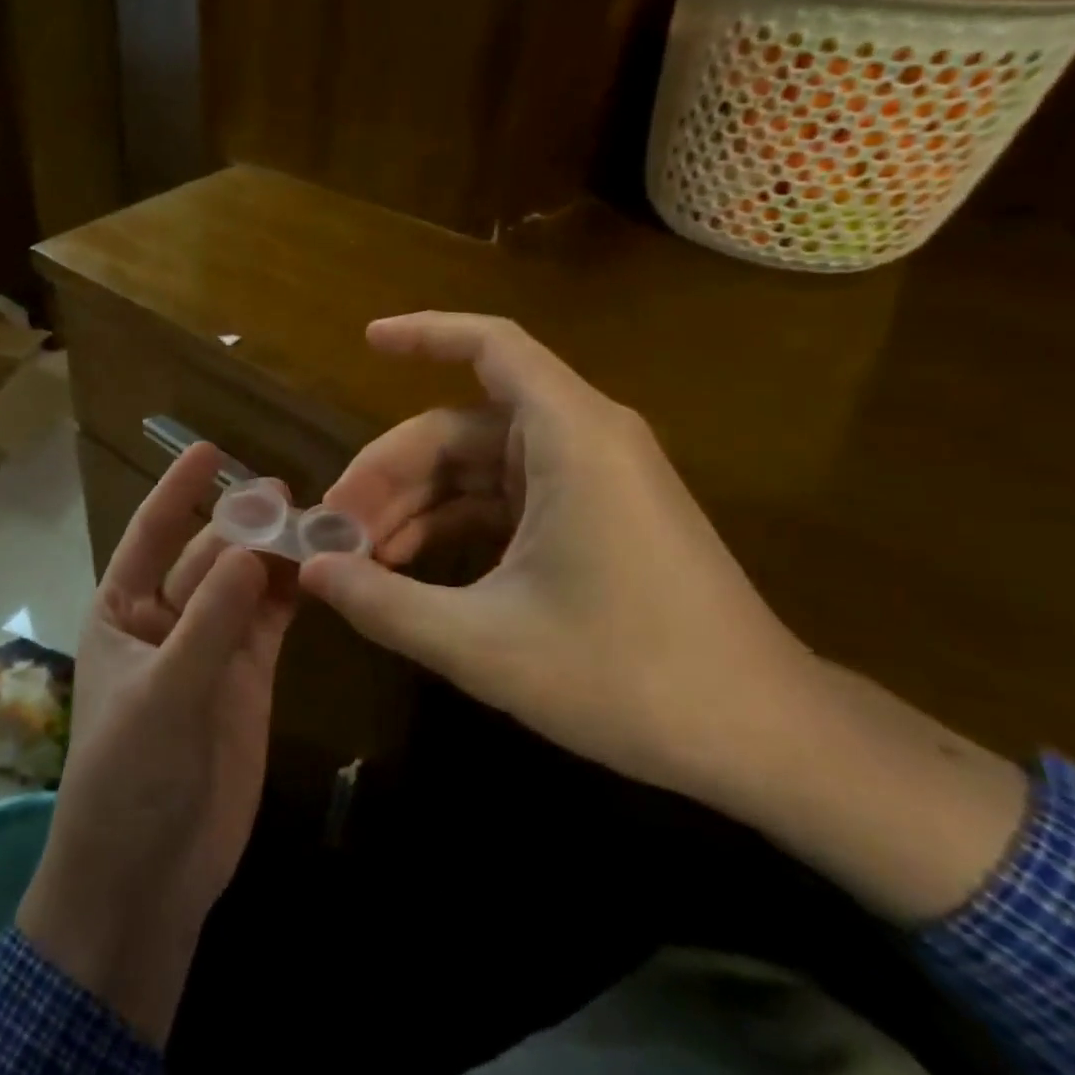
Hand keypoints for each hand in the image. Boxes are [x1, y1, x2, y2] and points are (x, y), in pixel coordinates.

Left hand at [17, 442, 295, 1045]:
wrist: (146, 878)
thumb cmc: (127, 777)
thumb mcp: (162, 694)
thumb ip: (208, 623)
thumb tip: (249, 551)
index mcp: (121, 611)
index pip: (150, 535)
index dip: (177, 491)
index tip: (209, 449)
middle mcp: (165, 619)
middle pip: (207, 556)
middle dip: (241, 524)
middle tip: (285, 493)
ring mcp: (211, 648)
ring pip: (244, 585)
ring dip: (273, 555)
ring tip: (314, 522)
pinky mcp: (249, 678)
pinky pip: (270, 622)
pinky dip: (292, 595)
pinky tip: (320, 570)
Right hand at [303, 312, 1027, 923]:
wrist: (764, 740)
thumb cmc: (628, 677)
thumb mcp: (484, 644)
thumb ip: (385, 602)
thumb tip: (309, 572)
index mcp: (569, 438)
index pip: (491, 347)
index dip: (424, 334)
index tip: (365, 341)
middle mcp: (583, 440)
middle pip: (460, 427)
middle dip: (390, 473)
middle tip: (334, 530)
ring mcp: (591, 480)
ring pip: (478, 467)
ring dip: (416, 505)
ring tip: (361, 559)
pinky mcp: (596, 516)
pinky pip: (505, 499)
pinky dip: (455, 524)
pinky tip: (411, 570)